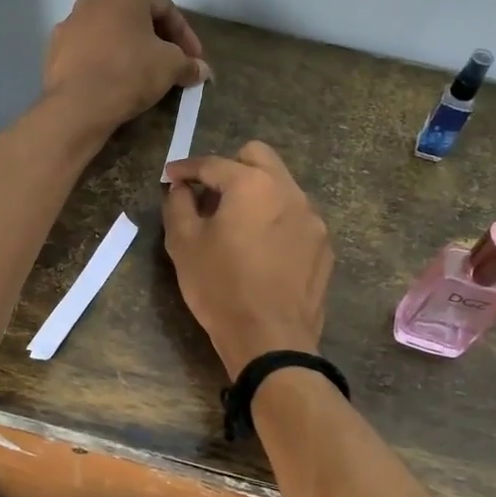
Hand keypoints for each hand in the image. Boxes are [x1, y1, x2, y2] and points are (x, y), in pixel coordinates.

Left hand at [42, 0, 208, 132]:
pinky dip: (105, 62)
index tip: (195, 59)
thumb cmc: (130, 72)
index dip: (186, 35)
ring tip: (142, 75)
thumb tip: (201, 70)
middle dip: (157, 40)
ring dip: (129, 49)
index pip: (166, 8)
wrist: (78, 104)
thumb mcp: (170, 66)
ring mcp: (70, 23)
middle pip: (135, 18)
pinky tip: (114, 82)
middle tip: (172, 65)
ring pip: (110, 34)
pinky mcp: (55, 50)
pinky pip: (89, 52)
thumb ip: (188, 63)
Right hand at [162, 142, 333, 379]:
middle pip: (258, 157)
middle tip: (209, 193)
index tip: (171, 176)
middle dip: (230, 166)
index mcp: (252, 185)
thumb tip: (182, 188)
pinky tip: (263, 249)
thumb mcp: (184, 245)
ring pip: (281, 186)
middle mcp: (288, 191)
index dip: (186, 168)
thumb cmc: (220, 288)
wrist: (271, 339)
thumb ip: (178, 205)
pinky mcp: (323, 245)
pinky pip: (296, 217)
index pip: (213, 164)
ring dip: (256, 193)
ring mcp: (312, 218)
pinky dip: (276, 220)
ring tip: (237, 223)